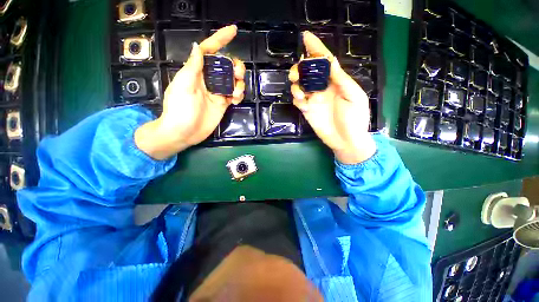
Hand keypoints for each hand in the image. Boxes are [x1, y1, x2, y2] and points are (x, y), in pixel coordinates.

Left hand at [135, 25, 245, 159]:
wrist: (184, 133)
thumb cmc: (180, 109)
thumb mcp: (184, 85)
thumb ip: (193, 67)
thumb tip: (198, 46)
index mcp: (197, 72)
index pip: (209, 51)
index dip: (220, 39)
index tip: (233, 30)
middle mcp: (208, 80)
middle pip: (226, 66)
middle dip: (235, 66)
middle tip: (238, 75)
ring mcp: (217, 92)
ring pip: (233, 80)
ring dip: (239, 83)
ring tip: (236, 93)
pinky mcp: (223, 104)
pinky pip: (235, 94)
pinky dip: (239, 95)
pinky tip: (236, 100)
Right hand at [288, 31, 375, 163]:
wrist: (346, 141)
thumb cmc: (355, 120)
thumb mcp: (354, 97)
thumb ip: (342, 80)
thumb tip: (330, 62)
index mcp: (336, 82)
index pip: (324, 61)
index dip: (315, 48)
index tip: (305, 37)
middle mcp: (323, 88)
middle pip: (308, 72)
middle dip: (300, 68)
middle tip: (297, 74)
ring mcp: (314, 100)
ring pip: (300, 85)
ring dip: (296, 84)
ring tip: (300, 92)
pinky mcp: (307, 111)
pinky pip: (298, 100)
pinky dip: (296, 98)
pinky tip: (302, 103)